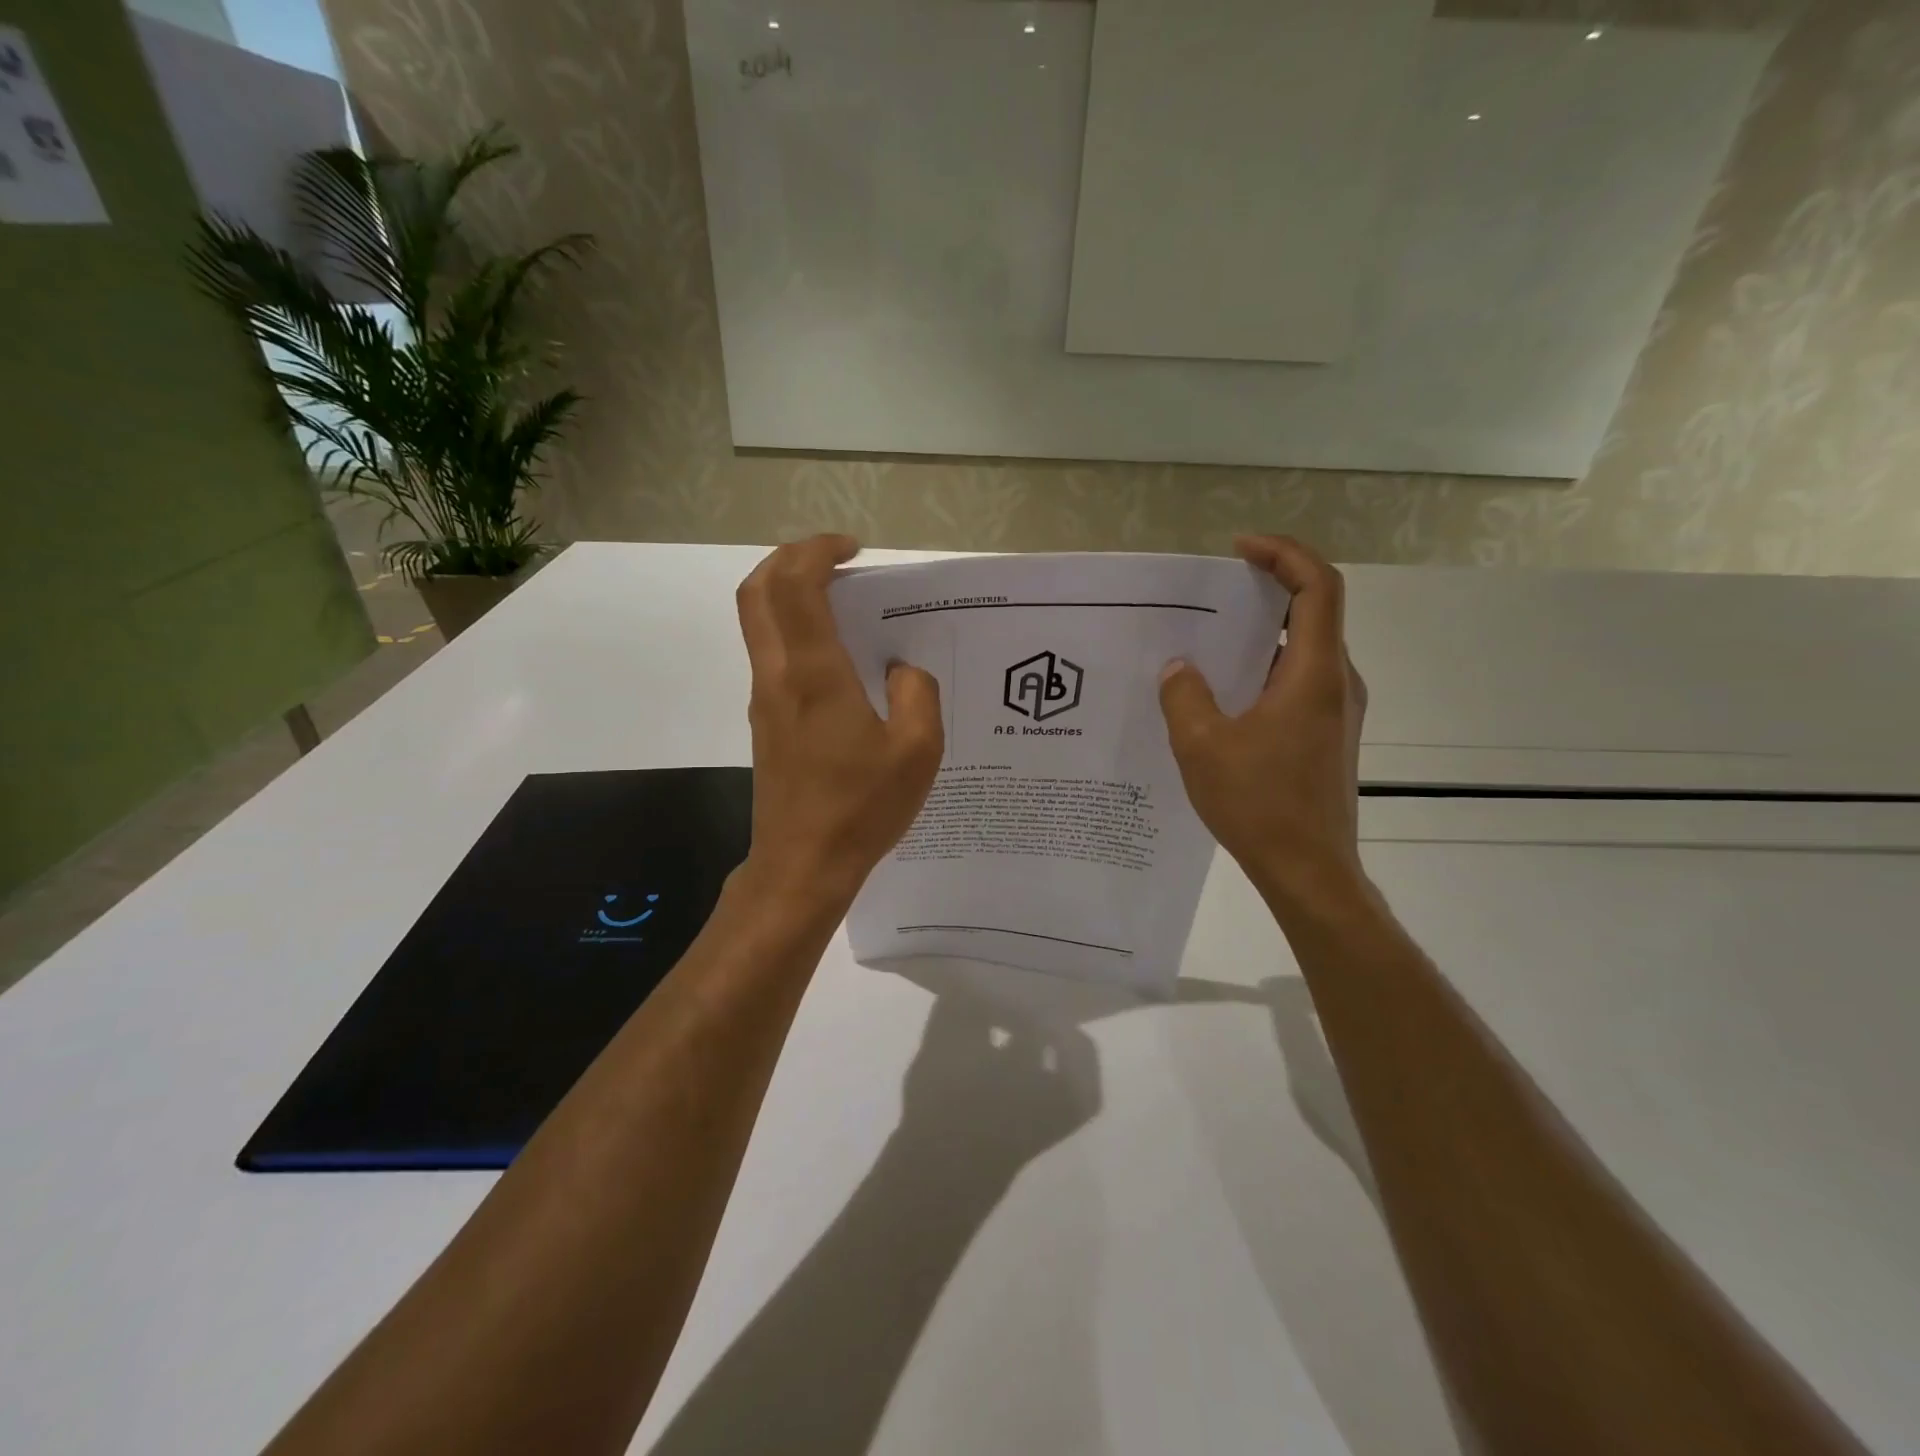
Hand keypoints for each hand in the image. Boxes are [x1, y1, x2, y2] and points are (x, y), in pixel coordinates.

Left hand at [735, 535, 943, 905]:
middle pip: (757, 592)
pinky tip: (841, 660)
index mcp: (814, 674)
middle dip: (790, 559)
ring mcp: (765, 700)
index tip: (854, 550)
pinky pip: (772, 655)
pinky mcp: (766, 723)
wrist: (802, 865)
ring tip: (845, 604)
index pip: (794, 584)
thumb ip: (918, 695)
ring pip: (759, 622)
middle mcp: (778, 676)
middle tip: (836, 562)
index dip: (816, 551)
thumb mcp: (917, 751)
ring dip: (790, 595)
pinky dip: (795, 631)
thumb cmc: (861, 808)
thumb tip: (902, 671)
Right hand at [1158, 535, 1370, 915]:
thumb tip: (1179, 668)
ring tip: (1210, 642)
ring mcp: (1338, 712)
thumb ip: (1185, 695)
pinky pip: (1298, 683)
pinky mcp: (1329, 737)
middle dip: (1266, 591)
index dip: (1283, 554)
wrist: (1309, 871)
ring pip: (1303, 651)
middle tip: (1215, 594)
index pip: (1317, 586)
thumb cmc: (1260, 804)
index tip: (1240, 549)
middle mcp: (1337, 683)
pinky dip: (1264, 670)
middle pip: (1313, 613)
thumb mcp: (1202, 745)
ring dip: (1261, 636)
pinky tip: (1224, 695)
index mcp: (1314, 673)